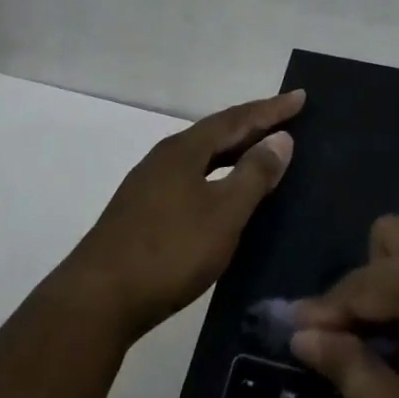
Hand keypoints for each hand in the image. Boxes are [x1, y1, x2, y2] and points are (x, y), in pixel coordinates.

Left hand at [65, 90, 300, 341]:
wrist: (98, 300)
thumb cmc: (169, 251)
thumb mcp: (223, 213)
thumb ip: (254, 174)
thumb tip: (280, 138)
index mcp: (185, 149)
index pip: (236, 119)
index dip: (271, 109)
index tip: (300, 96)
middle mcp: (165, 157)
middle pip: (216, 133)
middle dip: (252, 125)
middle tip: (286, 119)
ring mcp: (149, 185)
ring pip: (201, 157)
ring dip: (233, 151)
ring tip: (260, 152)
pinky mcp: (140, 212)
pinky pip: (190, 178)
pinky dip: (216, 175)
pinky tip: (222, 194)